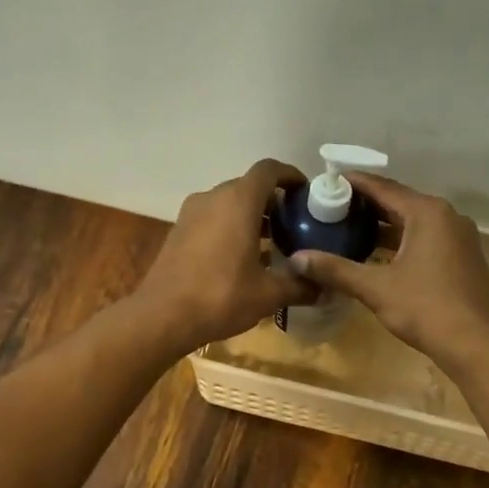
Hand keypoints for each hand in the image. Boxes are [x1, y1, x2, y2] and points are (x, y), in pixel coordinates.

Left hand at [134, 159, 310, 352]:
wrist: (162, 316)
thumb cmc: (221, 296)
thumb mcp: (268, 294)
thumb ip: (300, 286)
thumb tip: (327, 290)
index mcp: (239, 201)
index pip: (269, 170)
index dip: (290, 176)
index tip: (306, 193)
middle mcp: (213, 198)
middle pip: (249, 187)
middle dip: (273, 202)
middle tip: (295, 225)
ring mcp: (191, 214)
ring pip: (228, 204)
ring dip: (251, 217)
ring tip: (272, 244)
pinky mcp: (178, 232)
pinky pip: (212, 219)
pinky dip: (230, 228)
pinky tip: (243, 258)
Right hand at [289, 174, 488, 370]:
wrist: (475, 345)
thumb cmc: (425, 309)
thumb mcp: (375, 289)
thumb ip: (336, 270)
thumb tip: (297, 259)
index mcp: (428, 213)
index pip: (384, 188)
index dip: (355, 184)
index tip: (329, 181)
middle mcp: (448, 216)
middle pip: (401, 202)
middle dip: (368, 205)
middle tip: (334, 208)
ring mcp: (461, 237)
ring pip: (416, 222)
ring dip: (387, 225)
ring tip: (352, 229)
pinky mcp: (465, 257)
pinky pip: (429, 238)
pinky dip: (404, 240)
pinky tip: (383, 254)